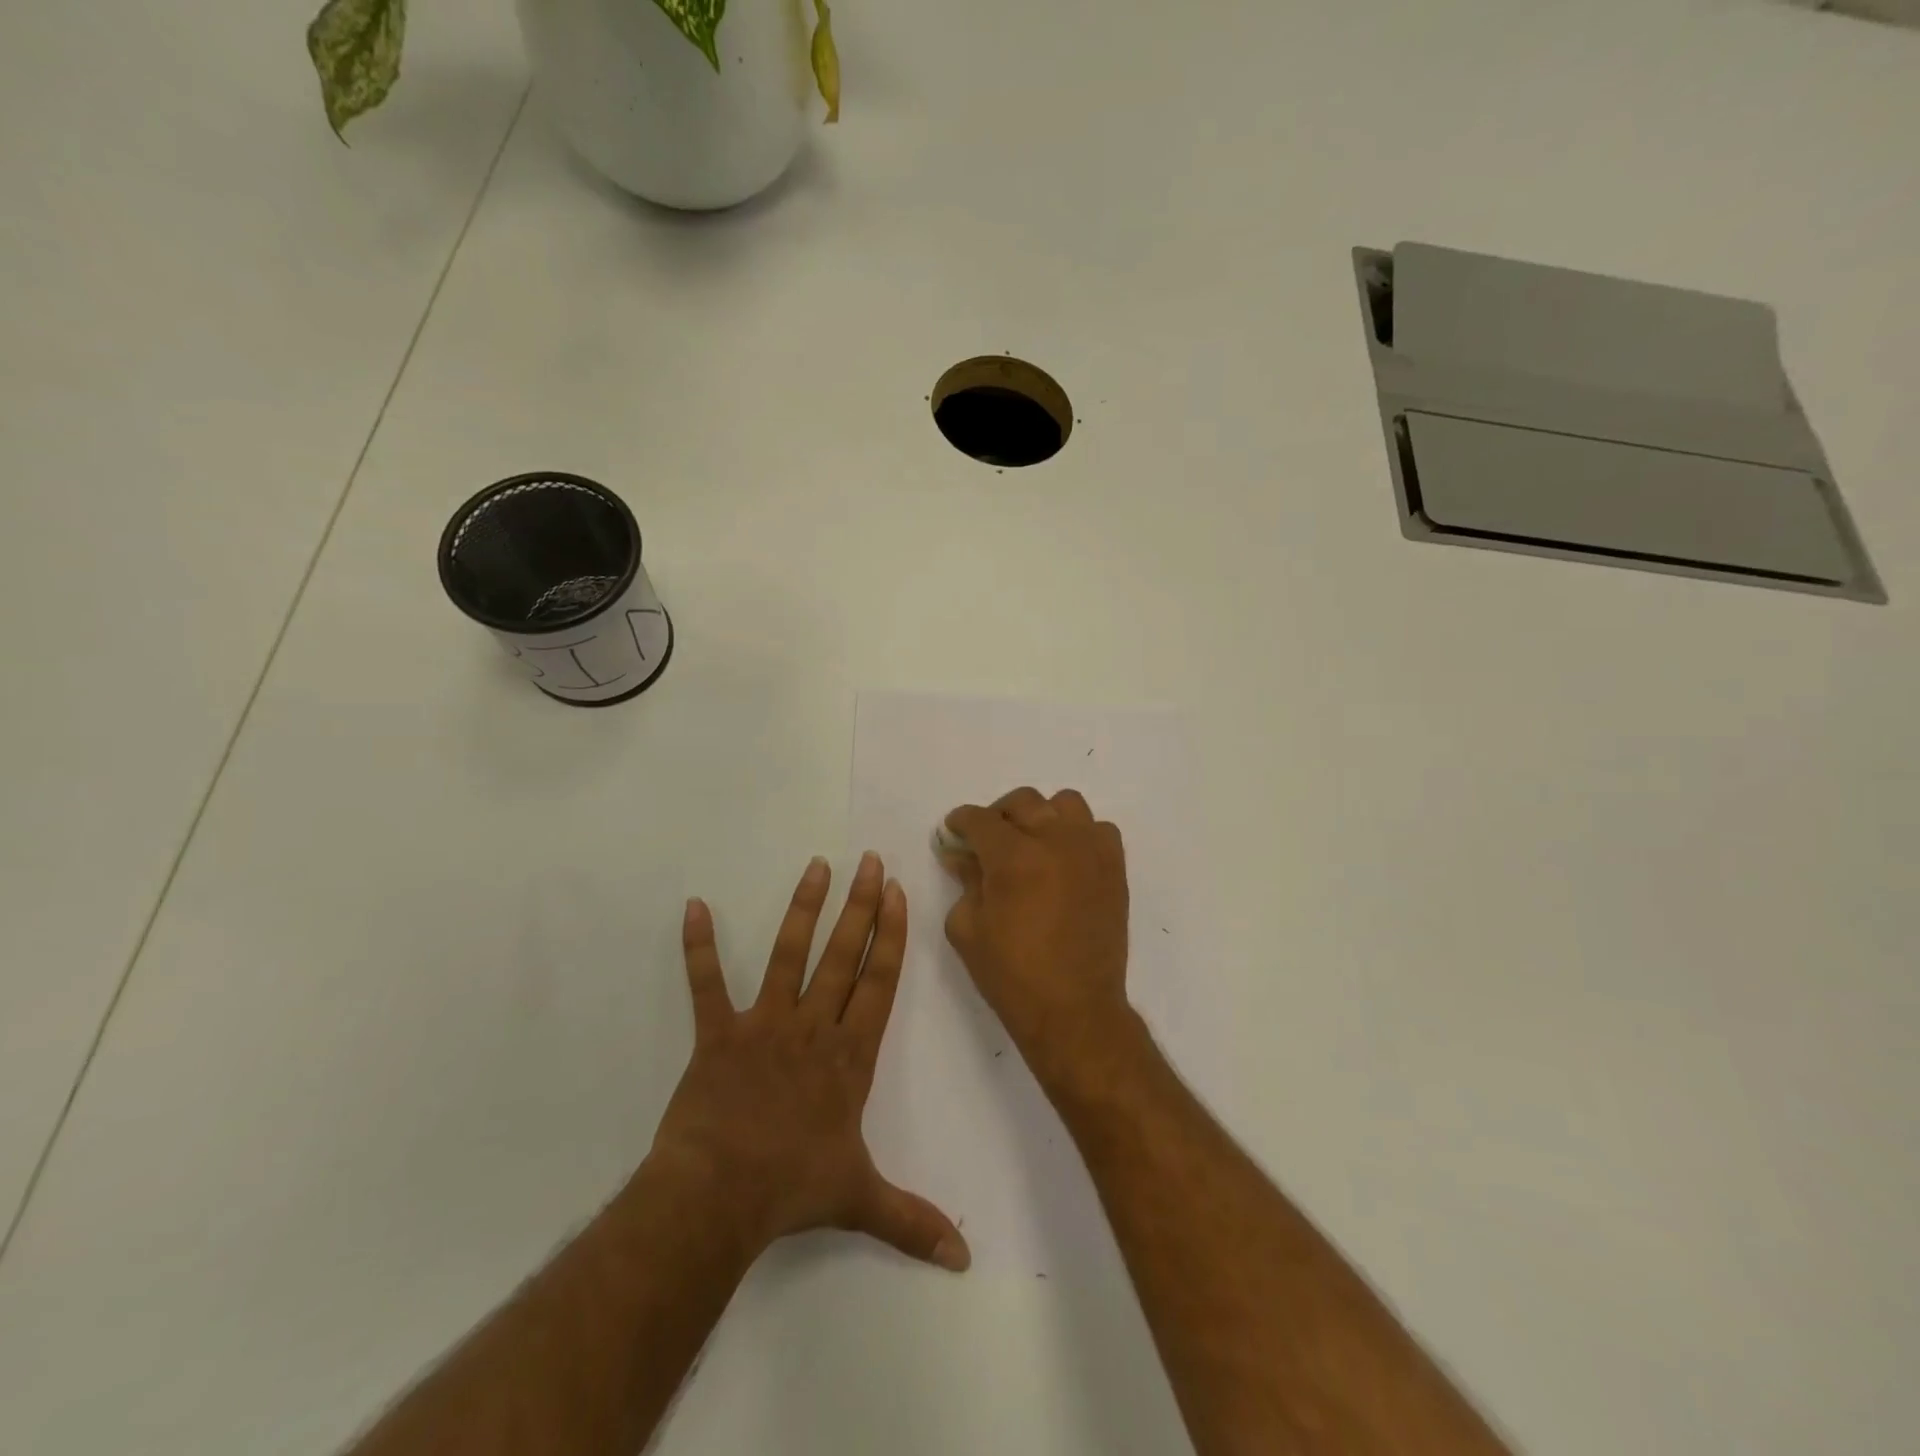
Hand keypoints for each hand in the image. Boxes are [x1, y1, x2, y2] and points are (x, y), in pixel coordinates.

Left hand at [648, 853, 969, 1271]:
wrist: (718, 1197)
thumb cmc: (793, 1189)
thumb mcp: (861, 1201)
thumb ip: (914, 1221)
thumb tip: (966, 1258)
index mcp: (849, 1055)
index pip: (879, 982)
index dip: (891, 935)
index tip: (897, 893)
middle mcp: (813, 1027)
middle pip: (843, 955)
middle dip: (860, 905)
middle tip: (869, 860)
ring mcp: (764, 1024)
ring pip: (788, 955)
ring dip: (803, 909)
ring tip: (816, 866)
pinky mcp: (718, 1033)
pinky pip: (706, 983)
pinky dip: (698, 947)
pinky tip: (694, 906)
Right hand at [941, 788, 1136, 1085]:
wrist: (1074, 1009)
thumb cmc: (1012, 974)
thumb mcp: (967, 928)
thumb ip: (964, 881)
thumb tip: (961, 854)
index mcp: (1013, 856)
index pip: (980, 819)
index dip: (961, 821)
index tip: (954, 830)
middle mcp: (1055, 841)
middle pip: (1023, 801)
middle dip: (998, 815)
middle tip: (989, 840)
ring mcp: (1090, 851)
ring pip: (1065, 804)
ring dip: (1043, 816)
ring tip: (1033, 843)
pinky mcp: (1114, 867)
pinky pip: (1098, 829)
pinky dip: (1079, 834)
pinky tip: (1066, 859)